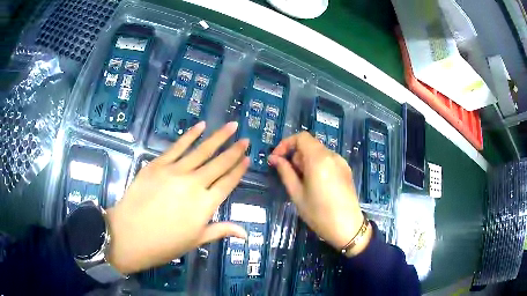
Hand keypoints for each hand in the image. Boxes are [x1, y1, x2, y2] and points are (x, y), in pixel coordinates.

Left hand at [106, 122, 249, 273]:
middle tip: (245, 139)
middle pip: (218, 164)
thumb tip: (246, 233)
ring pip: (201, 151)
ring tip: (230, 126)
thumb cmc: (165, 244)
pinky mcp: (158, 165)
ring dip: (218, 137)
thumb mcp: (196, 240)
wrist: (130, 235)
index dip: (238, 170)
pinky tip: (200, 126)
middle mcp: (194, 184)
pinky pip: (177, 147)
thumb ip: (221, 231)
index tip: (247, 158)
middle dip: (234, 150)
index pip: (227, 183)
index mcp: (205, 205)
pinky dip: (190, 135)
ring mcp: (175, 172)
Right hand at [268, 132, 369, 254]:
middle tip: (290, 176)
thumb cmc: (319, 214)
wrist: (347, 227)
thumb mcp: (297, 194)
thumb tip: (274, 158)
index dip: (286, 144)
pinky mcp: (346, 170)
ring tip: (304, 183)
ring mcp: (341, 162)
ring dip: (306, 161)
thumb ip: (285, 172)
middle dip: (296, 156)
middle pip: (310, 145)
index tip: (277, 158)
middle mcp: (332, 155)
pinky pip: (327, 160)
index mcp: (319, 159)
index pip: (301, 137)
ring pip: (318, 152)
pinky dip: (317, 165)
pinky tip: (317, 185)